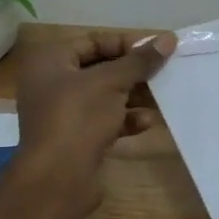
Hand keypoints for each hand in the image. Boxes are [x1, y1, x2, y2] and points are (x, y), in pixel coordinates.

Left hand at [13, 31, 176, 200]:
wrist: (57, 179)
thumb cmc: (78, 118)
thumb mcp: (111, 82)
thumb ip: (139, 61)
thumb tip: (168, 39)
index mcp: (50, 61)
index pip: (94, 41)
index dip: (127, 44)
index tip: (158, 50)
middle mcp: (52, 83)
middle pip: (101, 69)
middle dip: (133, 73)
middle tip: (164, 73)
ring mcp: (63, 113)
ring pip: (105, 97)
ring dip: (134, 97)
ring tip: (162, 98)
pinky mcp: (76, 139)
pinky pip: (105, 121)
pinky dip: (125, 120)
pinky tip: (147, 123)